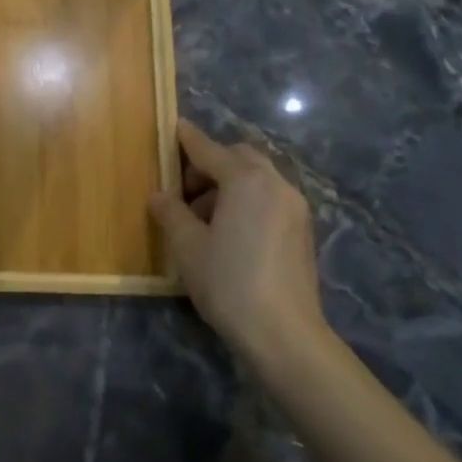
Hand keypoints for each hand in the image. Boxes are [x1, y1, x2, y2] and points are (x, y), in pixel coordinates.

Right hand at [149, 118, 326, 365]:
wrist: (284, 334)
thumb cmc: (229, 282)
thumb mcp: (188, 246)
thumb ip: (171, 213)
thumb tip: (159, 196)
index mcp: (245, 180)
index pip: (208, 149)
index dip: (187, 139)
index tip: (172, 127)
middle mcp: (275, 183)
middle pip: (238, 158)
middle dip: (210, 164)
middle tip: (183, 189)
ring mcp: (294, 207)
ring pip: (256, 179)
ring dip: (228, 185)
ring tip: (202, 218)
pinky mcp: (302, 230)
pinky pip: (269, 199)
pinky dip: (247, 201)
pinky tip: (229, 232)